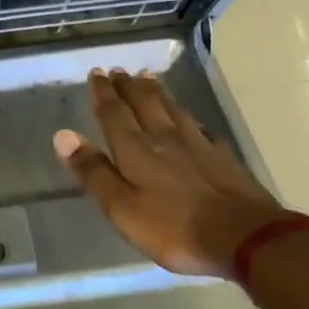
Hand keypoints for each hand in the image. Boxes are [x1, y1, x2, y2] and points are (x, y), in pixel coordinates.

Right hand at [54, 67, 285, 277]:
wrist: (244, 237)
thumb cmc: (174, 228)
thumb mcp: (122, 208)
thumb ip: (94, 172)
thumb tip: (63, 135)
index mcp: (137, 151)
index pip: (115, 114)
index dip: (103, 94)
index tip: (96, 73)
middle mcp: (165, 139)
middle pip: (144, 105)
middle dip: (128, 87)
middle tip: (118, 71)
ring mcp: (198, 146)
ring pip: (172, 110)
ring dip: (156, 93)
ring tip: (148, 78)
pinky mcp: (222, 158)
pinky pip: (199, 127)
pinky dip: (187, 116)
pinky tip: (189, 118)